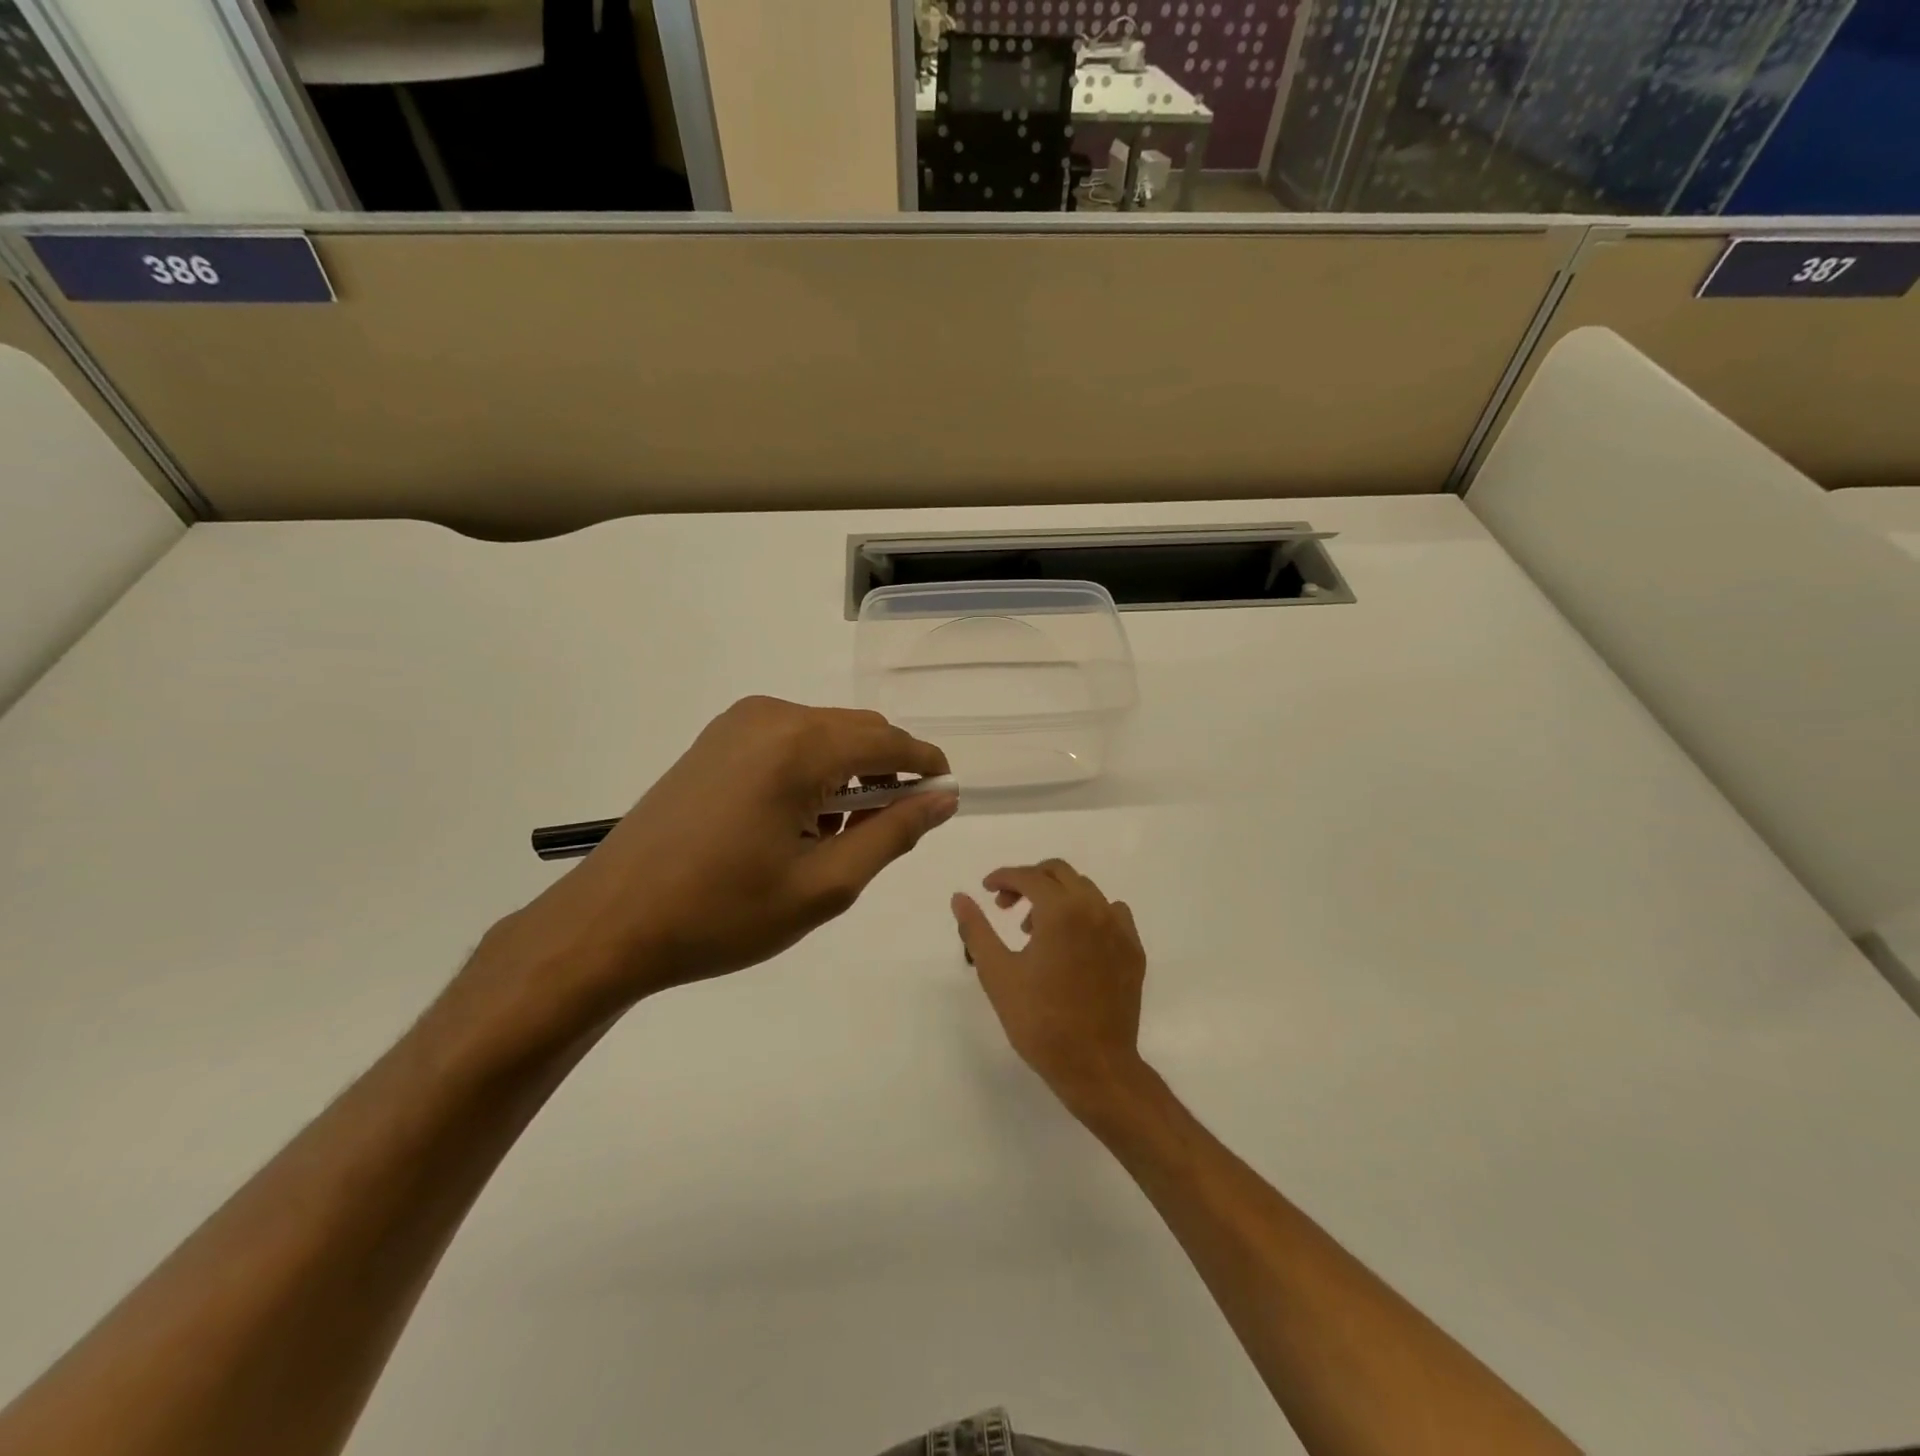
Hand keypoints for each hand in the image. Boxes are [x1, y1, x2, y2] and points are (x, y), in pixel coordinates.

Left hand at [470, 698, 954, 1035]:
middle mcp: (770, 716)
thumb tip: (944, 798)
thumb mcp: (825, 884)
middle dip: (887, 772)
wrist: (611, 923)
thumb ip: (893, 833)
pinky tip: (797, 823)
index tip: (945, 796)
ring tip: (838, 838)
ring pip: (823, 736)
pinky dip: (811, 772)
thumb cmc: (724, 912)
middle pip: (857, 731)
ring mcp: (736, 725)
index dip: (926, 765)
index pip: (889, 740)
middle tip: (889, 832)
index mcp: (799, 745)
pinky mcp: (714, 742)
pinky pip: (787, 743)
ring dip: (847, 774)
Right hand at [952, 859, 1148, 1118]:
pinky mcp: (1134, 950)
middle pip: (1060, 873)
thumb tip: (960, 897)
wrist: (1095, 1066)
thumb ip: (976, 929)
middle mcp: (1095, 909)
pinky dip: (1087, 914)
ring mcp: (1120, 929)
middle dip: (1029, 881)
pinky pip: (1111, 913)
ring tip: (1035, 931)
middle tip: (1005, 907)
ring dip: (1057, 897)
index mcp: (1061, 910)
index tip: (986, 890)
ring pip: (1086, 891)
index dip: (1003, 877)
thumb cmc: (1039, 1021)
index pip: (1029, 876)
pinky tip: (1073, 942)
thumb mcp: (997, 973)